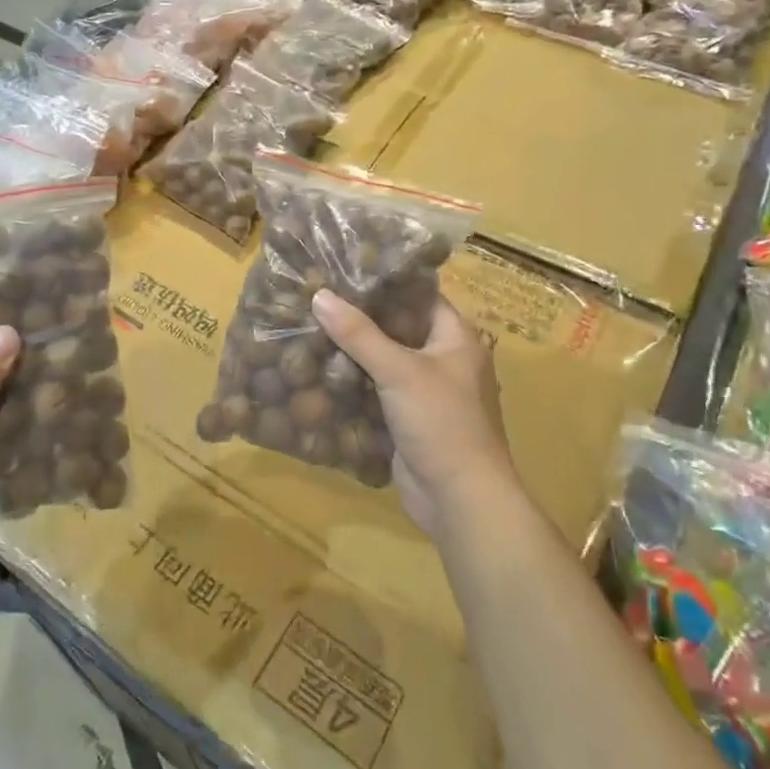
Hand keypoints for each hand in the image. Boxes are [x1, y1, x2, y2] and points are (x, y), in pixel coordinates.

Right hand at [312, 290, 512, 535]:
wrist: (460, 500)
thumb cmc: (442, 422)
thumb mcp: (399, 370)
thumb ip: (358, 333)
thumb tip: (319, 295)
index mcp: (456, 338)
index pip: (419, 295)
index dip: (385, 281)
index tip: (344, 268)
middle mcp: (443, 359)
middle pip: (398, 328)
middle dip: (360, 317)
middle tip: (318, 296)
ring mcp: (425, 392)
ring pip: (384, 361)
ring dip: (353, 351)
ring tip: (310, 326)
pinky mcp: (407, 419)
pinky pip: (377, 391)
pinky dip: (353, 382)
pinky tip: (318, 370)